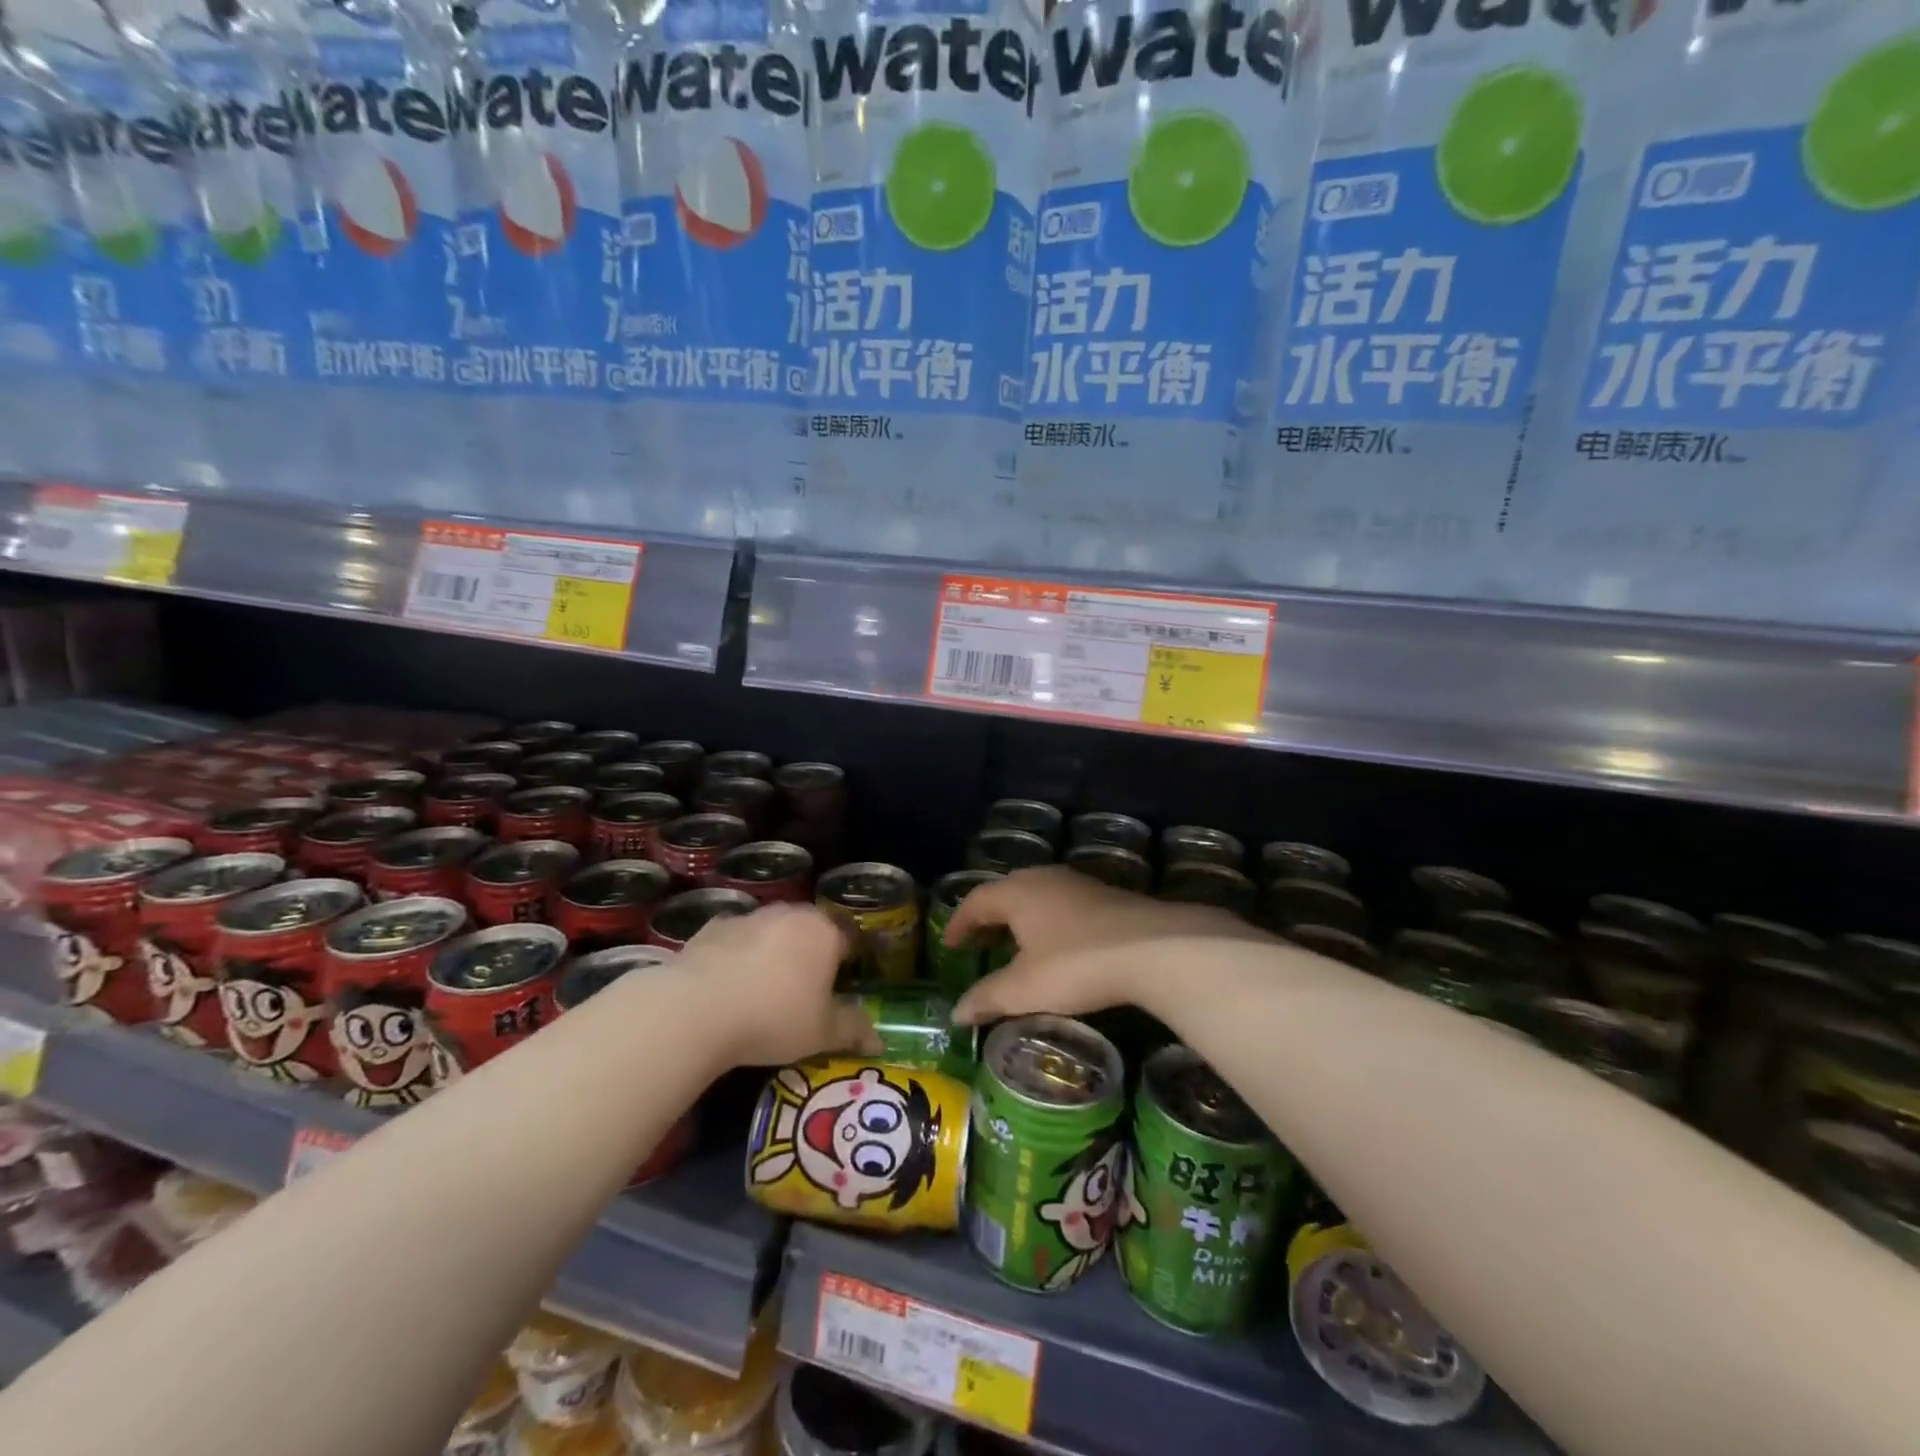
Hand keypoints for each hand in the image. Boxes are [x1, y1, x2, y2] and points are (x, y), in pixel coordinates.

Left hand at [677, 904, 880, 1066]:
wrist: (696, 1009)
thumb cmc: (774, 1017)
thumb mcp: (822, 1033)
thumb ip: (853, 1030)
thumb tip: (879, 1040)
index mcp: (825, 932)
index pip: (851, 938)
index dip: (853, 959)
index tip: (848, 981)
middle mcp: (791, 914)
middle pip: (812, 929)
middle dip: (813, 951)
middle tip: (809, 986)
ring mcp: (750, 917)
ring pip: (773, 930)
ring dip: (775, 950)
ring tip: (767, 986)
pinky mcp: (713, 927)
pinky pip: (737, 938)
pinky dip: (739, 954)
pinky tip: (731, 982)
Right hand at [947, 866, 1266, 1024]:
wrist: (1154, 948)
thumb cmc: (1076, 964)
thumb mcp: (1025, 988)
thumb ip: (988, 998)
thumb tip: (955, 1013)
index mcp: (1017, 892)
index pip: (976, 900)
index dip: (959, 922)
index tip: (950, 944)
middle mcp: (1044, 878)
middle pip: (1006, 892)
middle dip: (989, 917)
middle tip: (979, 942)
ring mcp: (1079, 884)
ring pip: (1037, 895)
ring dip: (1020, 918)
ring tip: (1015, 944)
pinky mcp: (1107, 897)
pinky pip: (1063, 903)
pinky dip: (1048, 921)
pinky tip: (1058, 945)